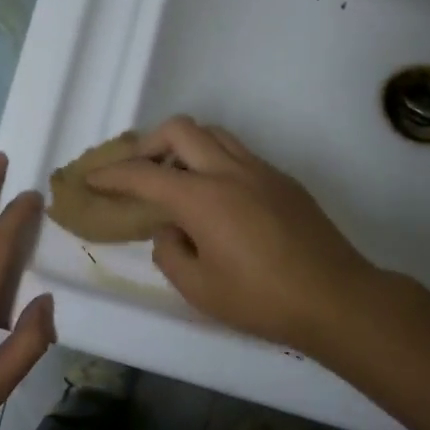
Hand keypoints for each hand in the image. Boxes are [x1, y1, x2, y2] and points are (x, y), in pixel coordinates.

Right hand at [87, 116, 379, 353]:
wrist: (337, 299)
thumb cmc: (262, 300)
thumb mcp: (199, 289)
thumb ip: (170, 252)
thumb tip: (169, 229)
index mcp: (202, 198)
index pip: (144, 174)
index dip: (112, 175)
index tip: (92, 179)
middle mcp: (228, 172)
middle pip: (180, 129)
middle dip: (149, 143)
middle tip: (138, 171)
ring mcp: (260, 170)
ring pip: (213, 133)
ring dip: (185, 145)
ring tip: (176, 177)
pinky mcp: (283, 180)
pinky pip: (238, 152)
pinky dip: (213, 159)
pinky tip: (215, 196)